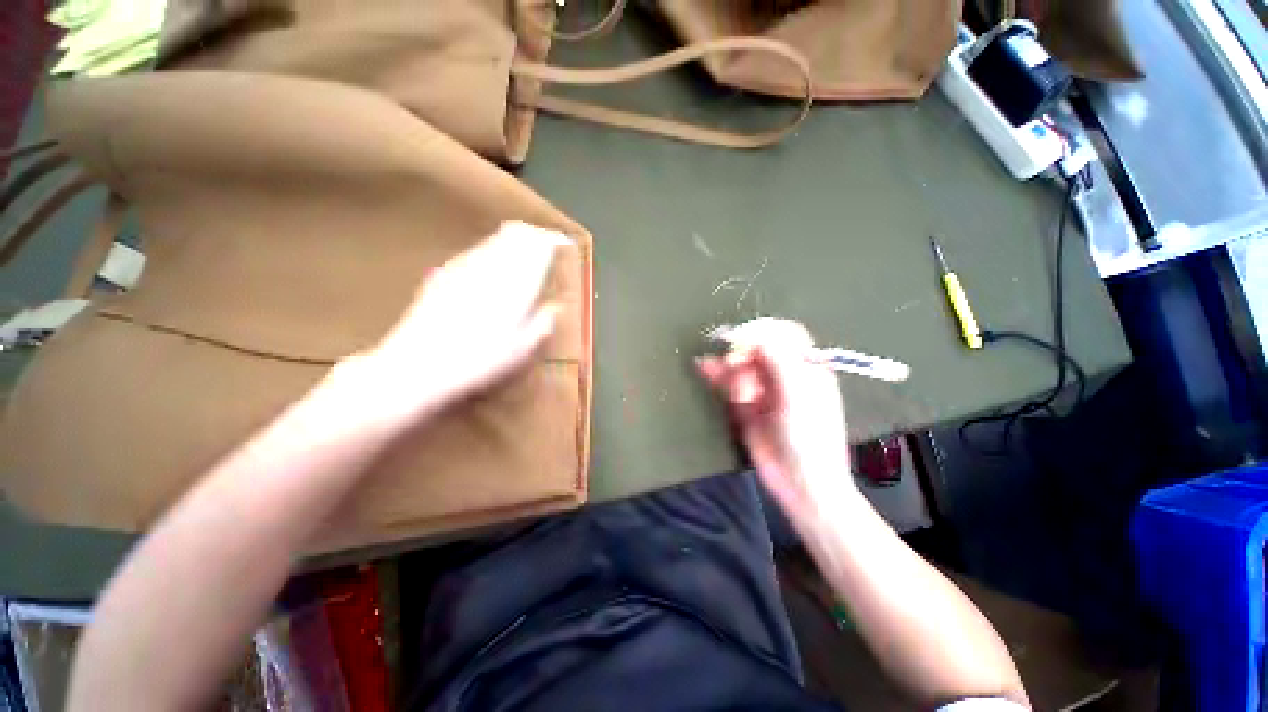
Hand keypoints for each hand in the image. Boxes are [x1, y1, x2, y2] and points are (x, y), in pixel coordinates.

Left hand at [338, 221, 565, 429]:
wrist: (420, 364)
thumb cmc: (480, 361)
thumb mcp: (521, 350)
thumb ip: (542, 324)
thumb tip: (555, 307)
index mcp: (515, 286)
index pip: (537, 251)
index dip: (550, 241)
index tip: (560, 241)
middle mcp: (491, 269)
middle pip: (515, 237)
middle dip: (532, 235)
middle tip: (543, 239)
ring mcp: (464, 269)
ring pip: (494, 241)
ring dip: (511, 239)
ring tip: (522, 242)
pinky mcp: (444, 275)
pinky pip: (474, 251)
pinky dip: (489, 249)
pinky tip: (489, 259)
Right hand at [698, 319, 855, 522]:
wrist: (800, 484)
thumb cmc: (809, 438)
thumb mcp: (798, 397)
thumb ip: (779, 362)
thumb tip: (756, 335)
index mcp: (806, 366)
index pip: (784, 334)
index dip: (762, 331)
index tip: (741, 340)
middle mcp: (784, 373)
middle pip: (757, 347)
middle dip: (743, 353)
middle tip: (734, 367)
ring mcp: (763, 388)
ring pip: (741, 364)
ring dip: (728, 365)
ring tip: (724, 380)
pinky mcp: (746, 404)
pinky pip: (729, 382)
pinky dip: (717, 374)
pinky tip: (704, 368)